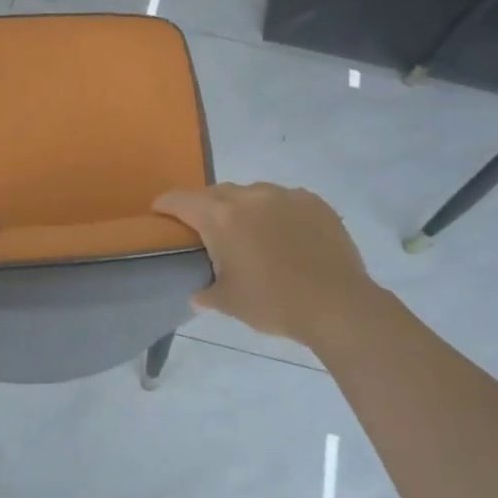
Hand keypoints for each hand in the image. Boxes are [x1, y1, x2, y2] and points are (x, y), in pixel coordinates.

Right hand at [154, 183, 378, 345]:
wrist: (338, 304)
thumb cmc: (273, 302)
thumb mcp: (228, 303)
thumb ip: (206, 293)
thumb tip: (197, 294)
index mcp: (220, 217)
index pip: (180, 200)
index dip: (165, 205)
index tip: (159, 213)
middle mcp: (250, 196)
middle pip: (216, 193)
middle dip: (206, 208)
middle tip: (206, 232)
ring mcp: (285, 195)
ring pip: (252, 194)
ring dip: (243, 209)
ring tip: (250, 234)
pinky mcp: (314, 202)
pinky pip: (284, 200)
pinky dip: (276, 213)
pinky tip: (284, 236)